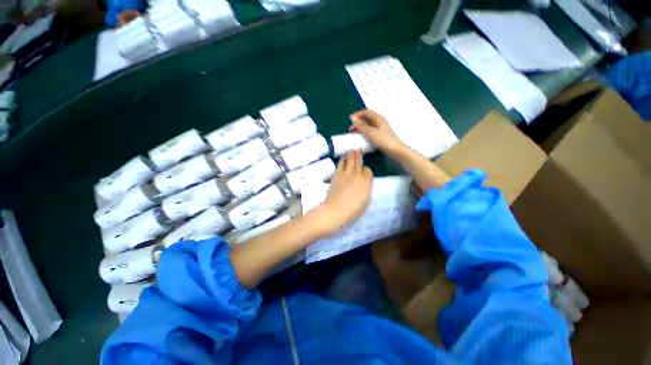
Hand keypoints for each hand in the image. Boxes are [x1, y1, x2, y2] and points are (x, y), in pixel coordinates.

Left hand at [316, 150, 372, 234]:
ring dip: (350, 155)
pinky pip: (340, 164)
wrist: (336, 210)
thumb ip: (366, 188)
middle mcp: (357, 175)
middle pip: (359, 162)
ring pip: (349, 160)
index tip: (364, 170)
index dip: (366, 170)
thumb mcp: (365, 200)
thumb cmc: (353, 210)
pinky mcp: (336, 175)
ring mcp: (346, 174)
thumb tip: (365, 182)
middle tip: (357, 149)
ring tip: (350, 150)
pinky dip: (342, 160)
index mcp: (366, 182)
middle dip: (358, 155)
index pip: (368, 170)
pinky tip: (342, 158)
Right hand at [349, 109, 404, 154]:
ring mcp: (380, 129)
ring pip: (368, 126)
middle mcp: (379, 122)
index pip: (366, 112)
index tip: (349, 120)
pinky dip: (364, 133)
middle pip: (367, 119)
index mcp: (378, 118)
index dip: (357, 114)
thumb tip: (353, 118)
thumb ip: (361, 125)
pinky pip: (370, 132)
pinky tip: (361, 138)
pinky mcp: (381, 136)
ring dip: (360, 128)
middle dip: (358, 122)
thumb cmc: (382, 140)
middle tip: (351, 129)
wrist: (394, 150)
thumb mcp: (370, 132)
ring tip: (354, 134)